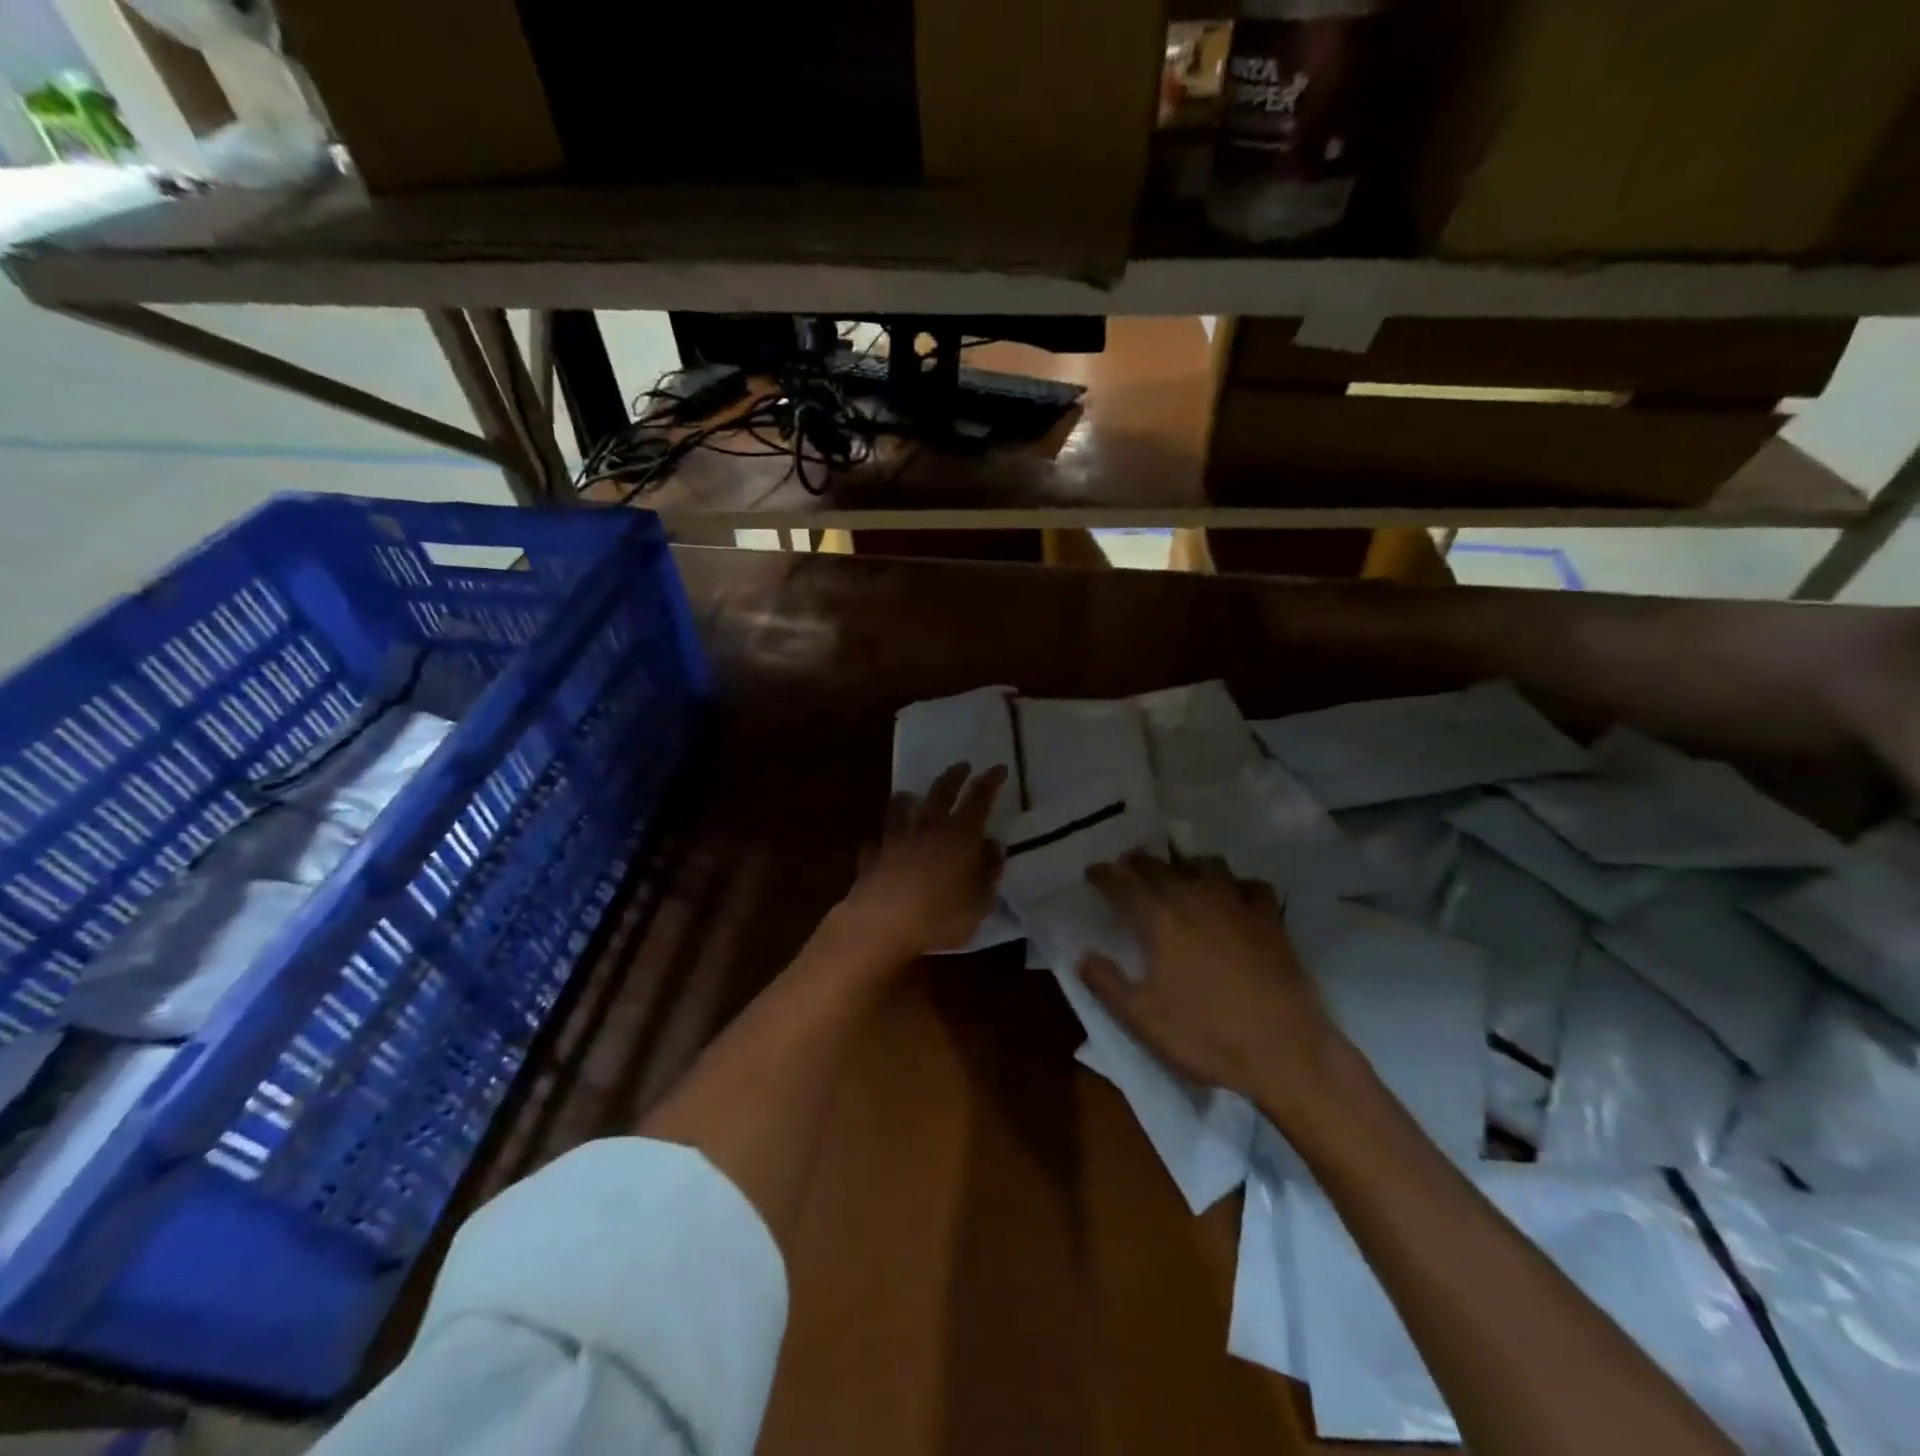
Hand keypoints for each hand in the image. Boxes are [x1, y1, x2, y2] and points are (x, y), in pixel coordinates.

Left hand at [835, 762, 1007, 960]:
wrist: (881, 924)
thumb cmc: (940, 915)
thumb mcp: (980, 901)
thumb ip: (989, 871)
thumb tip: (992, 846)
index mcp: (960, 834)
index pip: (979, 798)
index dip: (990, 781)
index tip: (998, 768)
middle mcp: (928, 827)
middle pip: (941, 792)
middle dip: (954, 776)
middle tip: (962, 765)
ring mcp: (896, 839)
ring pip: (901, 808)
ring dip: (908, 798)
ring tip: (909, 794)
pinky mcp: (872, 856)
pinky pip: (878, 841)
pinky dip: (882, 839)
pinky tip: (881, 843)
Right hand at [1078, 852, 1344, 1109]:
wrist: (1285, 1051)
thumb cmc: (1206, 1036)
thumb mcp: (1143, 1019)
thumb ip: (1107, 984)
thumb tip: (1081, 956)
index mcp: (1159, 921)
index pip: (1122, 885)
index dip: (1104, 875)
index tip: (1092, 871)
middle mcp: (1194, 900)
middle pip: (1160, 867)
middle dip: (1138, 863)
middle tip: (1127, 864)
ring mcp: (1237, 905)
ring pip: (1206, 866)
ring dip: (1185, 865)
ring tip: (1178, 873)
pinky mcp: (1270, 919)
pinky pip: (1250, 885)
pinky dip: (1236, 885)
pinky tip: (1234, 896)